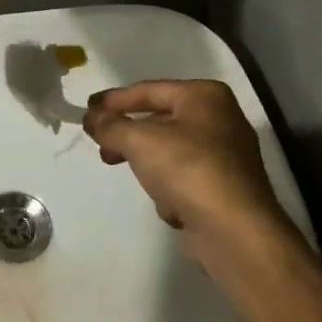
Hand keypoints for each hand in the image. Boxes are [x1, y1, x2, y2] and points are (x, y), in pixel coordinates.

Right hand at [83, 80, 287, 256]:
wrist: (235, 231)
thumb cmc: (188, 169)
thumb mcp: (139, 140)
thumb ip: (110, 125)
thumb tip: (91, 118)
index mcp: (205, 96)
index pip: (149, 90)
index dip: (114, 100)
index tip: (87, 109)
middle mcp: (221, 118)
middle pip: (160, 119)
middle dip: (127, 132)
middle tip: (99, 142)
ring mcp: (227, 154)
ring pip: (170, 149)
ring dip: (146, 160)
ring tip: (122, 168)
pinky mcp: (226, 187)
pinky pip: (185, 176)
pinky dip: (170, 186)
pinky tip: (166, 203)